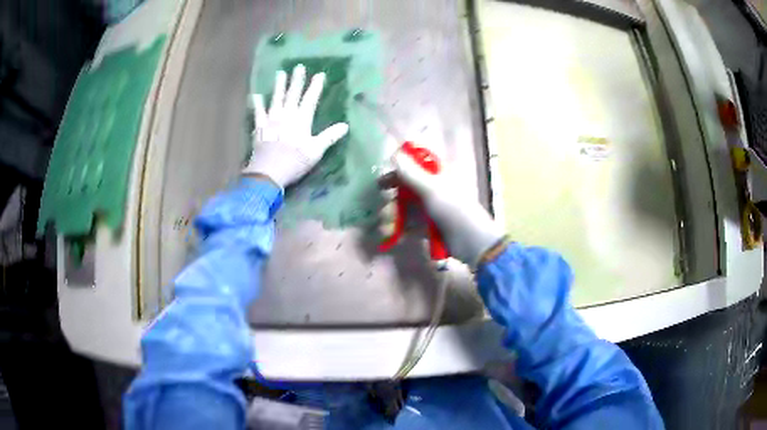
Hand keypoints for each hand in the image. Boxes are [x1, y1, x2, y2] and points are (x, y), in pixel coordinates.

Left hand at [244, 64, 349, 187]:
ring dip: (279, 86)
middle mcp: (286, 115)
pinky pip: (258, 112)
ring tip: (280, 73)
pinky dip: (257, 103)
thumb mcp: (316, 151)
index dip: (315, 86)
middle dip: (297, 80)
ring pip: (276, 98)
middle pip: (293, 94)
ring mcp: (271, 120)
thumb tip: (345, 126)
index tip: (320, 74)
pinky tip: (256, 95)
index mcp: (301, 120)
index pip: (310, 99)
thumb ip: (329, 137)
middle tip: (298, 67)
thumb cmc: (294, 162)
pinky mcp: (260, 127)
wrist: (268, 173)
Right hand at [393, 147, 505, 267]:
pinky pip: (409, 224)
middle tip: (380, 201)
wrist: (471, 242)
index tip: (384, 174)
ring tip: (384, 225)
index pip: (415, 163)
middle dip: (392, 194)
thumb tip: (393, 153)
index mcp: (437, 174)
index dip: (399, 167)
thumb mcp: (431, 188)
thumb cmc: (454, 209)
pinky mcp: (427, 226)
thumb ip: (411, 172)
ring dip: (392, 214)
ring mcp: (430, 209)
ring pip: (405, 206)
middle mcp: (433, 189)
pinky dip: (398, 228)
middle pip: (406, 186)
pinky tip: (389, 235)